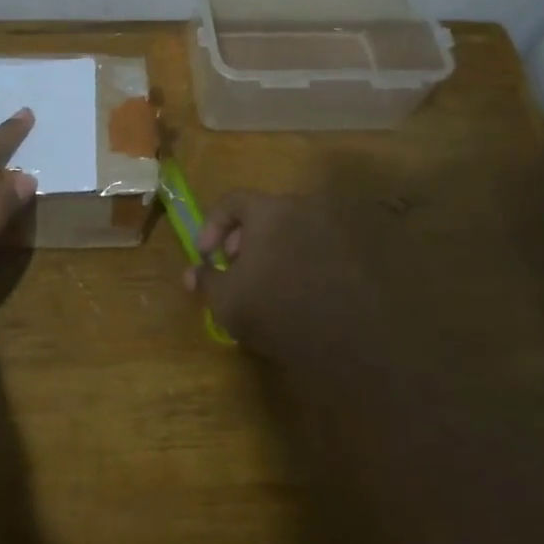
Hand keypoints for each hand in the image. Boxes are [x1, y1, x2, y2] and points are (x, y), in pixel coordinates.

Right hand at [186, 191, 377, 351]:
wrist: (342, 341)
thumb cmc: (272, 309)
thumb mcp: (224, 298)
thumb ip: (205, 279)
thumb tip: (192, 274)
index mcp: (269, 210)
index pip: (232, 201)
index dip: (212, 225)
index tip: (206, 254)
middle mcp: (303, 211)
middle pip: (263, 214)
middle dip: (241, 238)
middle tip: (232, 266)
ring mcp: (331, 233)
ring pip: (289, 231)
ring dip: (269, 250)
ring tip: (259, 283)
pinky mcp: (351, 257)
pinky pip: (312, 249)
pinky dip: (295, 262)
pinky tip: (289, 293)